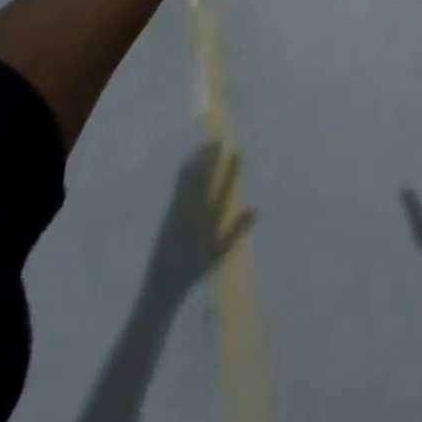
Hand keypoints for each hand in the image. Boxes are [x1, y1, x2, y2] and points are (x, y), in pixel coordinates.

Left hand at [148, 141, 254, 292]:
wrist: (164, 280)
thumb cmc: (196, 267)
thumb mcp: (220, 251)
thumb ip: (237, 229)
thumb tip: (256, 209)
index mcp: (211, 219)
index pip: (224, 188)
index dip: (231, 170)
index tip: (237, 152)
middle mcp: (197, 209)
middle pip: (206, 178)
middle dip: (212, 158)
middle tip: (218, 141)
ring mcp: (182, 208)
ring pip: (192, 178)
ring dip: (199, 160)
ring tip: (206, 144)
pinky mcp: (170, 209)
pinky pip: (179, 185)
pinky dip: (185, 170)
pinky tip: (188, 160)